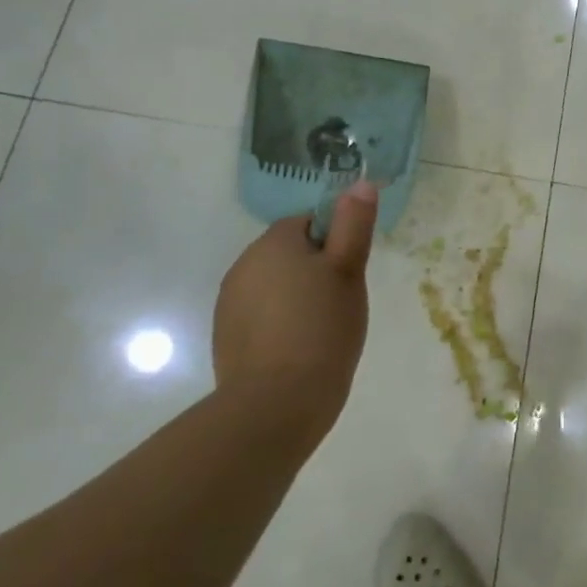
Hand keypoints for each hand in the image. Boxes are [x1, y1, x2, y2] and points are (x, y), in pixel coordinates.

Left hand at [213, 180, 378, 455]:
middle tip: (341, 301)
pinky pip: (260, 315)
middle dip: (314, 270)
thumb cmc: (322, 328)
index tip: (349, 272)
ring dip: (296, 297)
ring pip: (274, 285)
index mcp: (273, 243)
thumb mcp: (349, 271)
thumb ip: (353, 224)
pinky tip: (298, 349)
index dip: (333, 243)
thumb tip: (360, 182)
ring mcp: (230, 303)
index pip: (307, 223)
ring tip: (322, 329)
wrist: (276, 404)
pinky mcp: (226, 336)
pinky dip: (278, 323)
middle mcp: (244, 265)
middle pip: (289, 253)